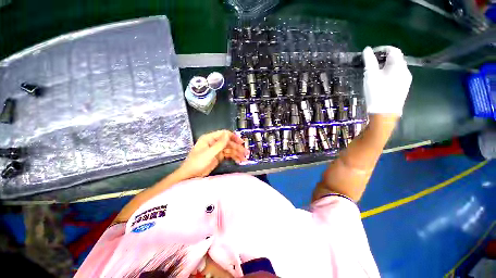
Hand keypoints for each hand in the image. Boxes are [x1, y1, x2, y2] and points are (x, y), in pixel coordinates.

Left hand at [177, 130, 248, 178]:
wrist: (191, 176)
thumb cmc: (197, 163)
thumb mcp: (209, 153)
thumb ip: (219, 144)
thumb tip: (227, 133)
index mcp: (210, 138)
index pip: (224, 134)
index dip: (233, 137)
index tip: (241, 142)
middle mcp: (214, 143)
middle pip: (228, 142)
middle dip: (237, 147)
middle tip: (246, 152)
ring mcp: (217, 150)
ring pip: (229, 149)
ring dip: (237, 153)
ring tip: (245, 158)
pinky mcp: (218, 157)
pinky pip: (228, 155)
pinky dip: (234, 157)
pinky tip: (239, 160)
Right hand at [363, 46, 411, 116]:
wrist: (385, 112)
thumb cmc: (377, 91)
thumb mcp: (370, 75)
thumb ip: (369, 60)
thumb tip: (367, 49)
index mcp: (398, 64)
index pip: (393, 50)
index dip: (382, 49)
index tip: (371, 53)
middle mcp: (405, 69)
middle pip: (395, 58)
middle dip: (383, 58)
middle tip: (371, 64)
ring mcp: (406, 79)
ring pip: (396, 67)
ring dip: (386, 66)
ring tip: (375, 73)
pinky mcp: (404, 87)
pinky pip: (397, 75)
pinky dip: (389, 73)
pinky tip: (381, 81)